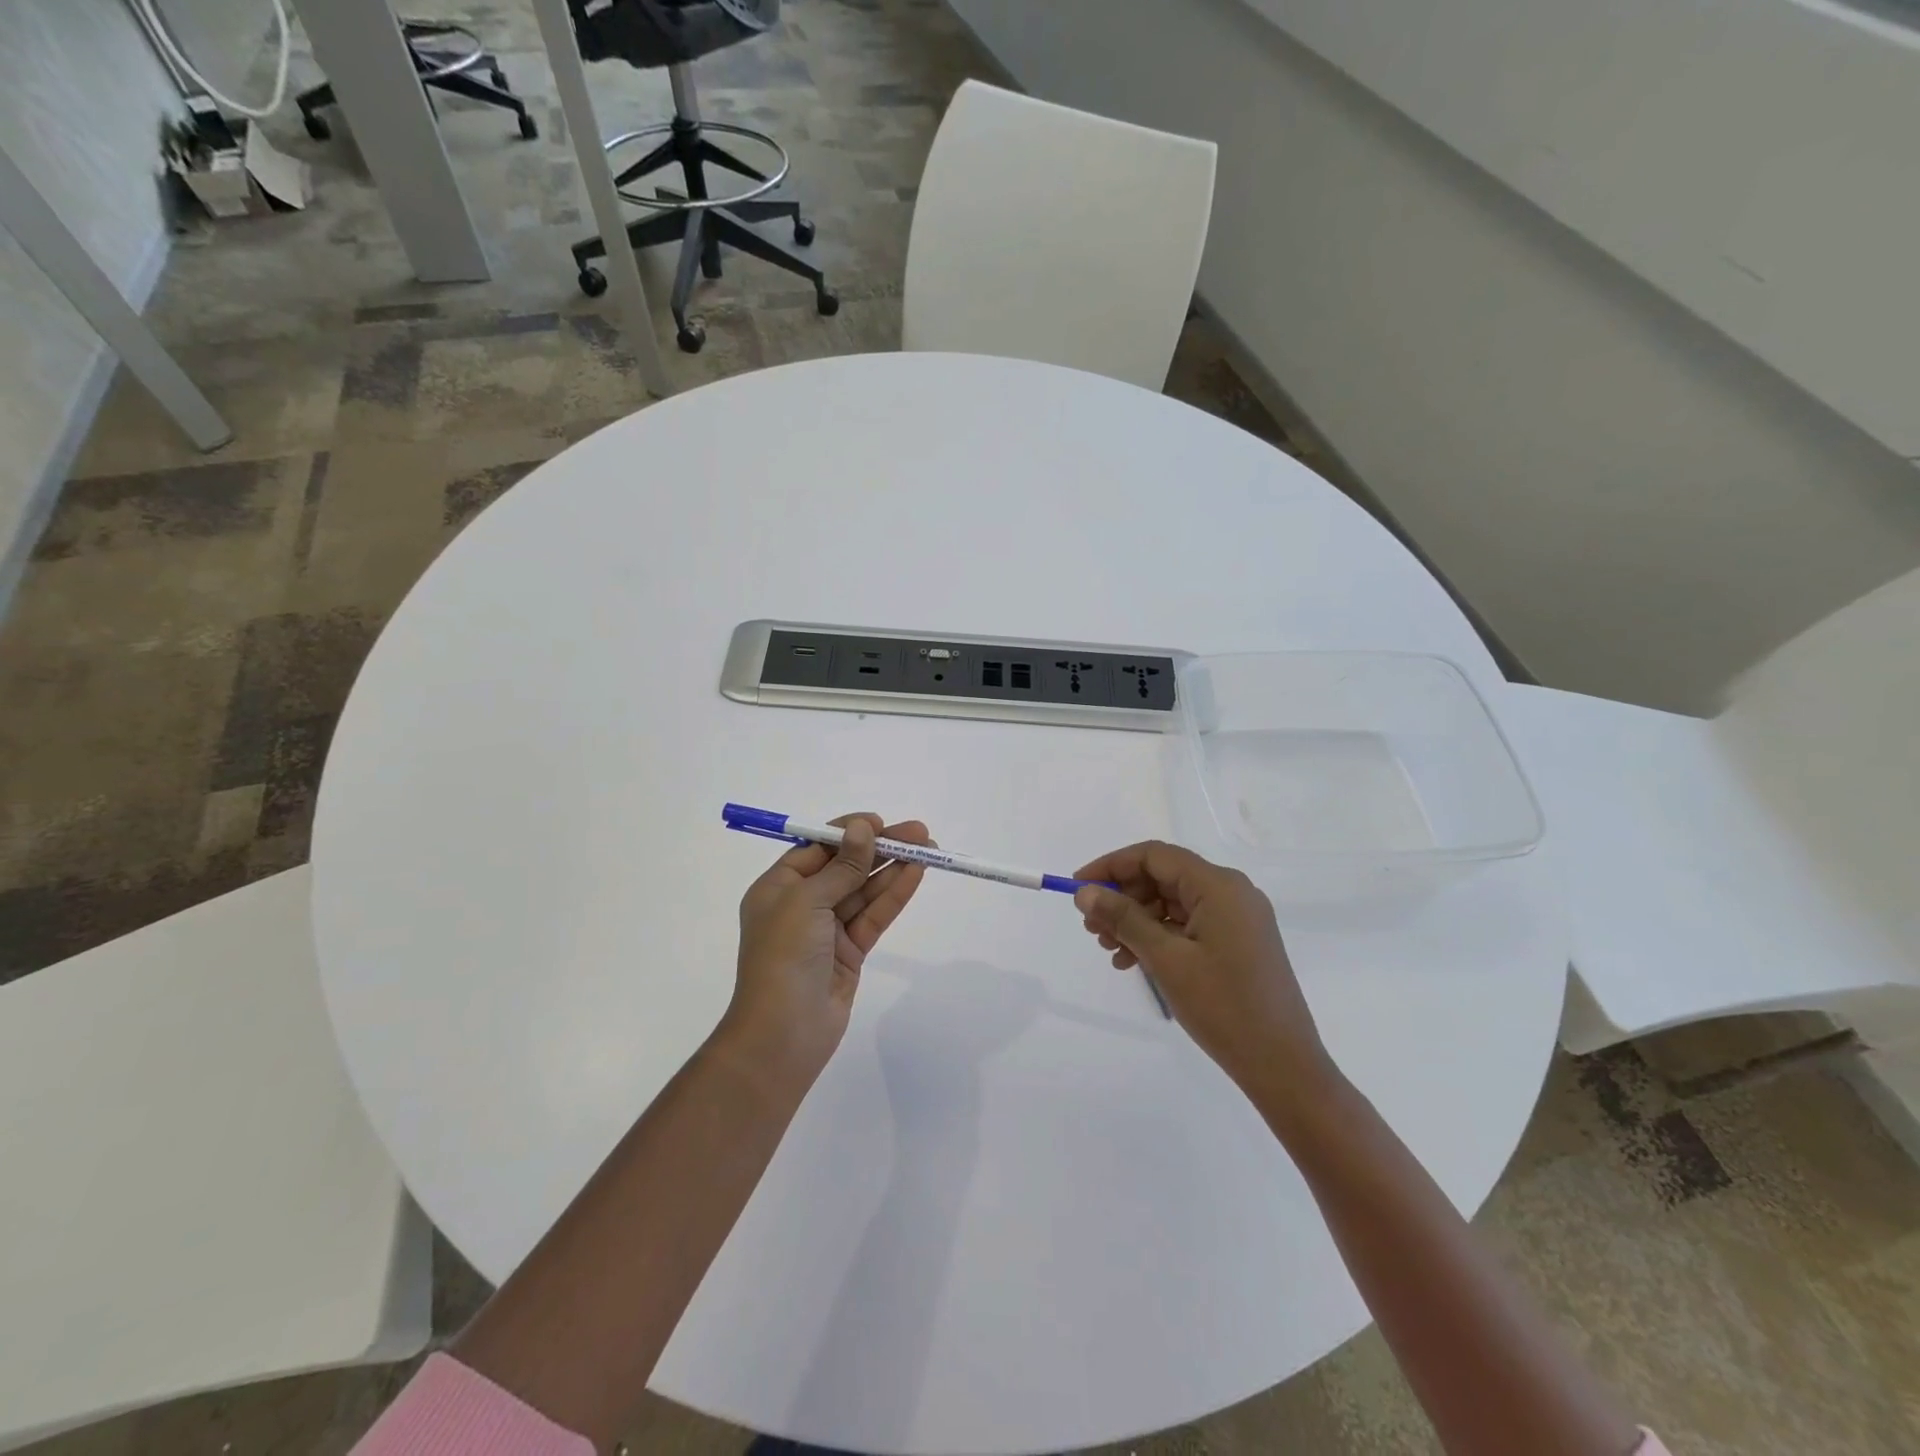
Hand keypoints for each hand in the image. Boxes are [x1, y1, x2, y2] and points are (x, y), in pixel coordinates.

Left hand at [724, 814, 930, 1085]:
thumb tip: (862, 828)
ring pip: (864, 891)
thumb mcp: (807, 901)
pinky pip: (874, 916)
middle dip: (880, 849)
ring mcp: (827, 930)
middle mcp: (801, 905)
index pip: (817, 849)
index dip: (848, 833)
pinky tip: (916, 874)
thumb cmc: (783, 957)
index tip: (879, 822)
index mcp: (777, 888)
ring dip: (893, 869)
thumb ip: (842, 866)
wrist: (783, 1034)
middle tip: (919, 832)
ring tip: (928, 848)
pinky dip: (894, 895)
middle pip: (846, 867)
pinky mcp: (850, 953)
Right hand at [1072, 841, 1333, 1106]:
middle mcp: (1231, 892)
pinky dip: (1158, 937)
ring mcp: (1237, 918)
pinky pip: (1188, 925)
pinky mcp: (1237, 942)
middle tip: (1091, 928)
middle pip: (1163, 877)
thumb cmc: (1223, 1006)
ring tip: (1108, 949)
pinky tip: (1132, 961)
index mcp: (1219, 886)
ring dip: (1136, 920)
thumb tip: (1085, 891)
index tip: (1078, 887)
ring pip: (1172, 903)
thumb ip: (1124, 918)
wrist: (1283, 1065)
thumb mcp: (1166, 959)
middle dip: (1122, 898)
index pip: (1155, 856)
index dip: (1111, 866)